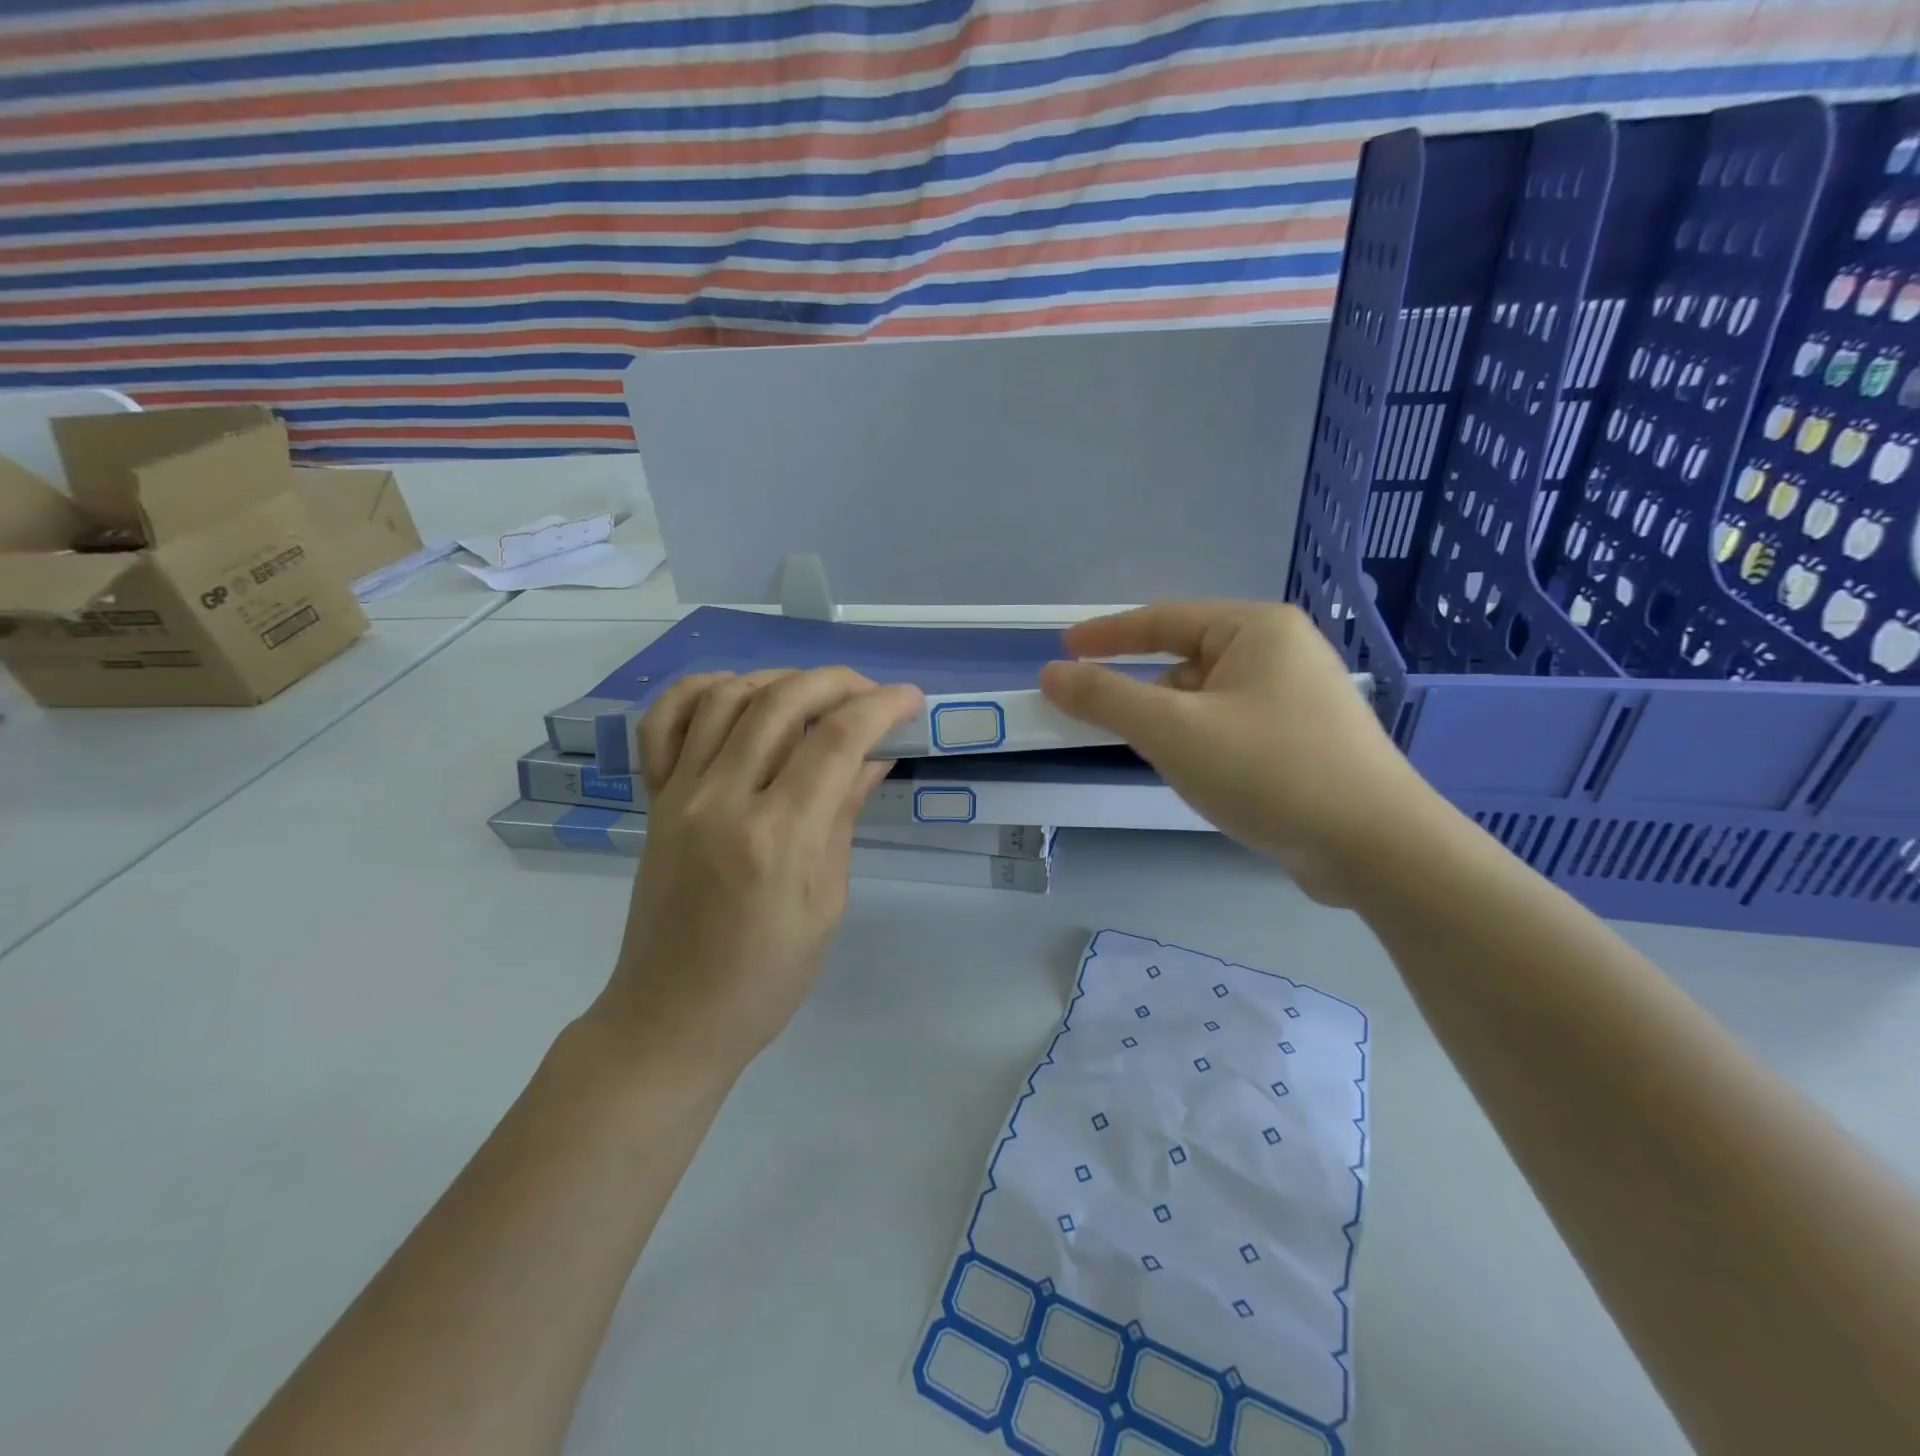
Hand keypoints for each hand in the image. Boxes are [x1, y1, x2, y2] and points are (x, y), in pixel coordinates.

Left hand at [594, 667, 922, 1073]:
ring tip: (814, 695)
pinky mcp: (652, 801)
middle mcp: (723, 801)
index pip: (836, 742)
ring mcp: (678, 796)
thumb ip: (844, 817)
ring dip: (779, 679)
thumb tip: (874, 756)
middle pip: (781, 703)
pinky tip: (736, 693)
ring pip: (725, 696)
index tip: (910, 700)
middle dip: (837, 682)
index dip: (881, 708)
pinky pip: (663, 723)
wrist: (672, 1018)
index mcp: (778, 839)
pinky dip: (700, 691)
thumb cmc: (767, 977)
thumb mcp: (827, 903)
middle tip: (871, 694)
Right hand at [1039, 601, 1434, 903]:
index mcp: (1256, 628)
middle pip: (1186, 660)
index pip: (1163, 619)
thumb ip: (1106, 698)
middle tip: (1101, 720)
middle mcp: (1282, 652)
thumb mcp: (1174, 730)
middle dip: (1142, 690)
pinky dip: (1201, 742)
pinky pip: (1231, 726)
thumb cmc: (1269, 771)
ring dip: (1173, 722)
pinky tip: (1199, 776)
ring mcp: (1298, 698)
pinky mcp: (1305, 740)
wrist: (1376, 848)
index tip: (1063, 647)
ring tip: (1158, 758)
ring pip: (1208, 698)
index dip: (1106, 634)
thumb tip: (1052, 673)